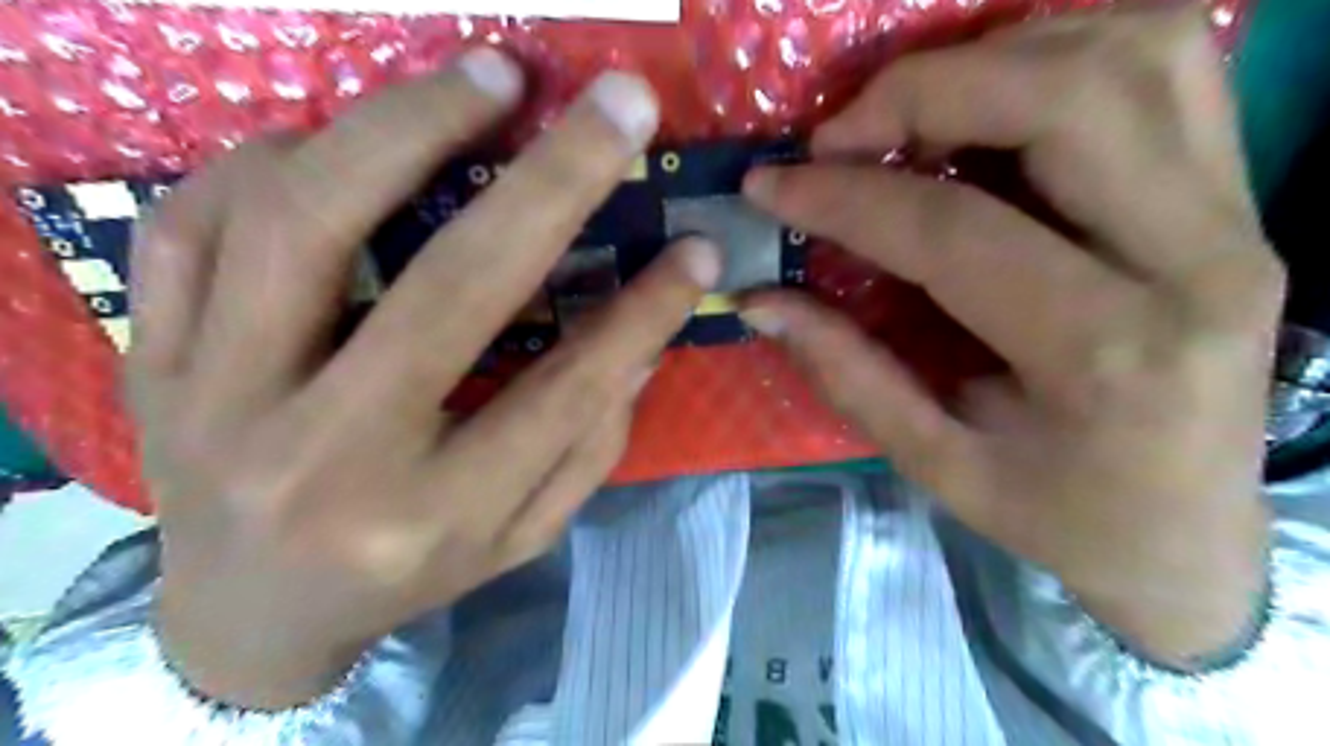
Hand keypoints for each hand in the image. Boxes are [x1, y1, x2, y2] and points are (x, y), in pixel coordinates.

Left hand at [129, 49, 723, 706]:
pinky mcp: (153, 359)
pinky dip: (273, 159)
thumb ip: (584, 450)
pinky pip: (194, 225)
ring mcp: (218, 400)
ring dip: (409, 127)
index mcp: (430, 518)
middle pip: (449, 290)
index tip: (696, 249)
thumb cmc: (403, 577)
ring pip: (305, 224)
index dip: (644, 312)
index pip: (564, 394)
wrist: (245, 615)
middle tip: (617, 104)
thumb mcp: (516, 538)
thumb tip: (637, 343)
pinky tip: (341, 143)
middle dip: (551, 182)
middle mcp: (326, 458)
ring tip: (486, 77)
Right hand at [738, 10, 1277, 666]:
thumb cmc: (1058, 516)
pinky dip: (1063, 54)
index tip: (772, 186)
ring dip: (997, 57)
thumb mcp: (937, 465)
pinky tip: (993, 104)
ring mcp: (1239, 214)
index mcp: (1109, 357)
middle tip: (840, 134)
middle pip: (1067, 98)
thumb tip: (760, 301)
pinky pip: (1167, 67)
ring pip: (1134, 52)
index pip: (955, 232)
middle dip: (924, 91)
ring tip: (913, 115)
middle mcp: (1198, 263)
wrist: (1188, 536)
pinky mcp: (1241, 196)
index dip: (845, 197)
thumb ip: (846, 373)